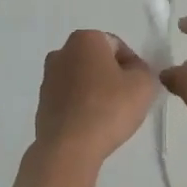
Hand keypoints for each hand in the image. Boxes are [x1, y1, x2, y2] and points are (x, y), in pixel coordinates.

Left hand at [34, 30, 156, 164]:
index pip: (118, 46)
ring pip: (82, 80)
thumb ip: (144, 70)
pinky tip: (92, 125)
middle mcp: (61, 52)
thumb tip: (133, 72)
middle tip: (127, 100)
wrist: (69, 147)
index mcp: (85, 39)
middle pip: (97, 61)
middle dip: (112, 76)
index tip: (139, 87)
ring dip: (96, 92)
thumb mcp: (144, 84)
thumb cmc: (109, 108)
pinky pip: (70, 99)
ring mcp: (48, 79)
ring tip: (109, 116)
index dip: (133, 66)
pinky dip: (82, 106)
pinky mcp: (42, 103)